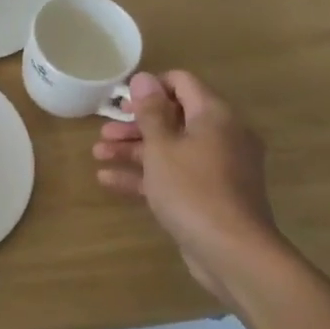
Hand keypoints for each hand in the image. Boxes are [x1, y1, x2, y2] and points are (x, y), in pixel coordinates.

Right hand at [94, 70, 281, 301]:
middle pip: (173, 118)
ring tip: (98, 155)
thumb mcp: (162, 146)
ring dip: (134, 150)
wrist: (232, 251)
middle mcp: (221, 136)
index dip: (150, 88)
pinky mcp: (209, 195)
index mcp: (215, 115)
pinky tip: (109, 180)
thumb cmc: (192, 189)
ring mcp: (217, 168)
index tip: (121, 101)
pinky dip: (146, 175)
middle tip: (104, 133)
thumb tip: (143, 78)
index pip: (182, 83)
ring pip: (171, 148)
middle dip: (135, 125)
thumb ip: (150, 111)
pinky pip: (174, 175)